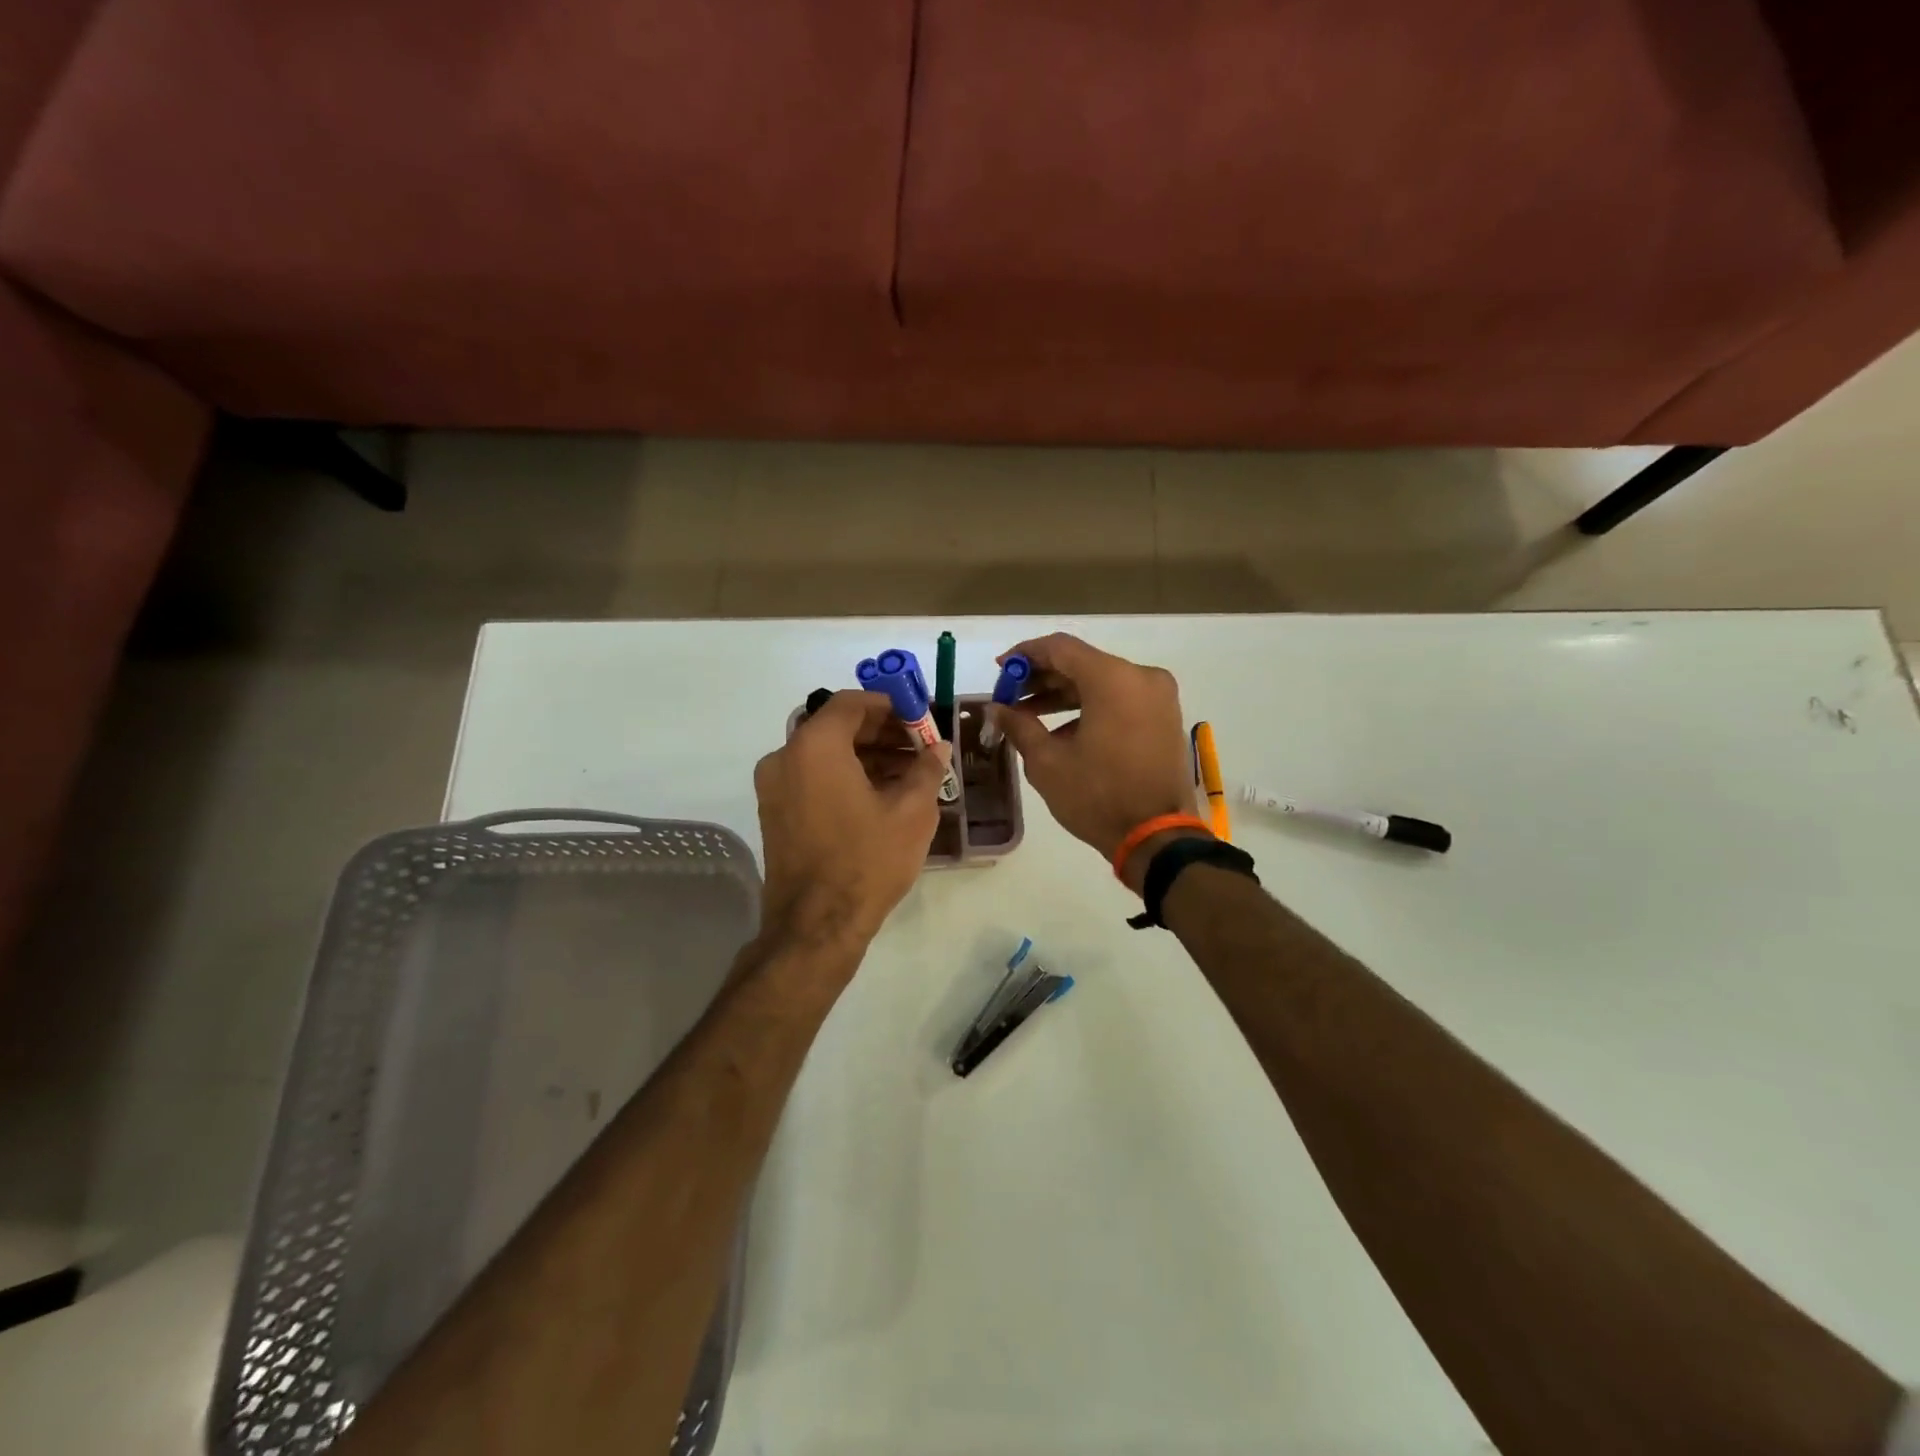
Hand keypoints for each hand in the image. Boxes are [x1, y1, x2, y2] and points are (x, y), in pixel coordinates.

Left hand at [753, 690, 947, 949]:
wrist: (816, 926)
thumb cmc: (867, 861)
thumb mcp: (912, 812)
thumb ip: (926, 768)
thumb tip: (938, 747)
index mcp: (815, 747)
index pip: (851, 703)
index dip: (889, 705)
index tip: (920, 718)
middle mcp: (785, 757)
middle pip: (836, 726)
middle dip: (881, 731)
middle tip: (920, 746)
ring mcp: (774, 787)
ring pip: (824, 754)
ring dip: (865, 755)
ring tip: (909, 773)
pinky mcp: (775, 812)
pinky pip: (812, 777)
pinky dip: (844, 775)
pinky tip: (881, 795)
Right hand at [992, 634, 1204, 886]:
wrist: (1157, 837)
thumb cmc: (1097, 796)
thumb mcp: (1047, 762)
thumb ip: (1019, 725)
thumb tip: (996, 709)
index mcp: (1113, 679)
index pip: (1060, 648)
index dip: (1025, 655)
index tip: (1000, 670)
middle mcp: (1141, 677)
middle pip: (1082, 663)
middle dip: (1042, 677)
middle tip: (1009, 696)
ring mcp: (1158, 697)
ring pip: (1101, 682)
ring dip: (1064, 694)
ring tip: (1027, 715)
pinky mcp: (1164, 718)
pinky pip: (1120, 700)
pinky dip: (1090, 707)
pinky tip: (1061, 731)